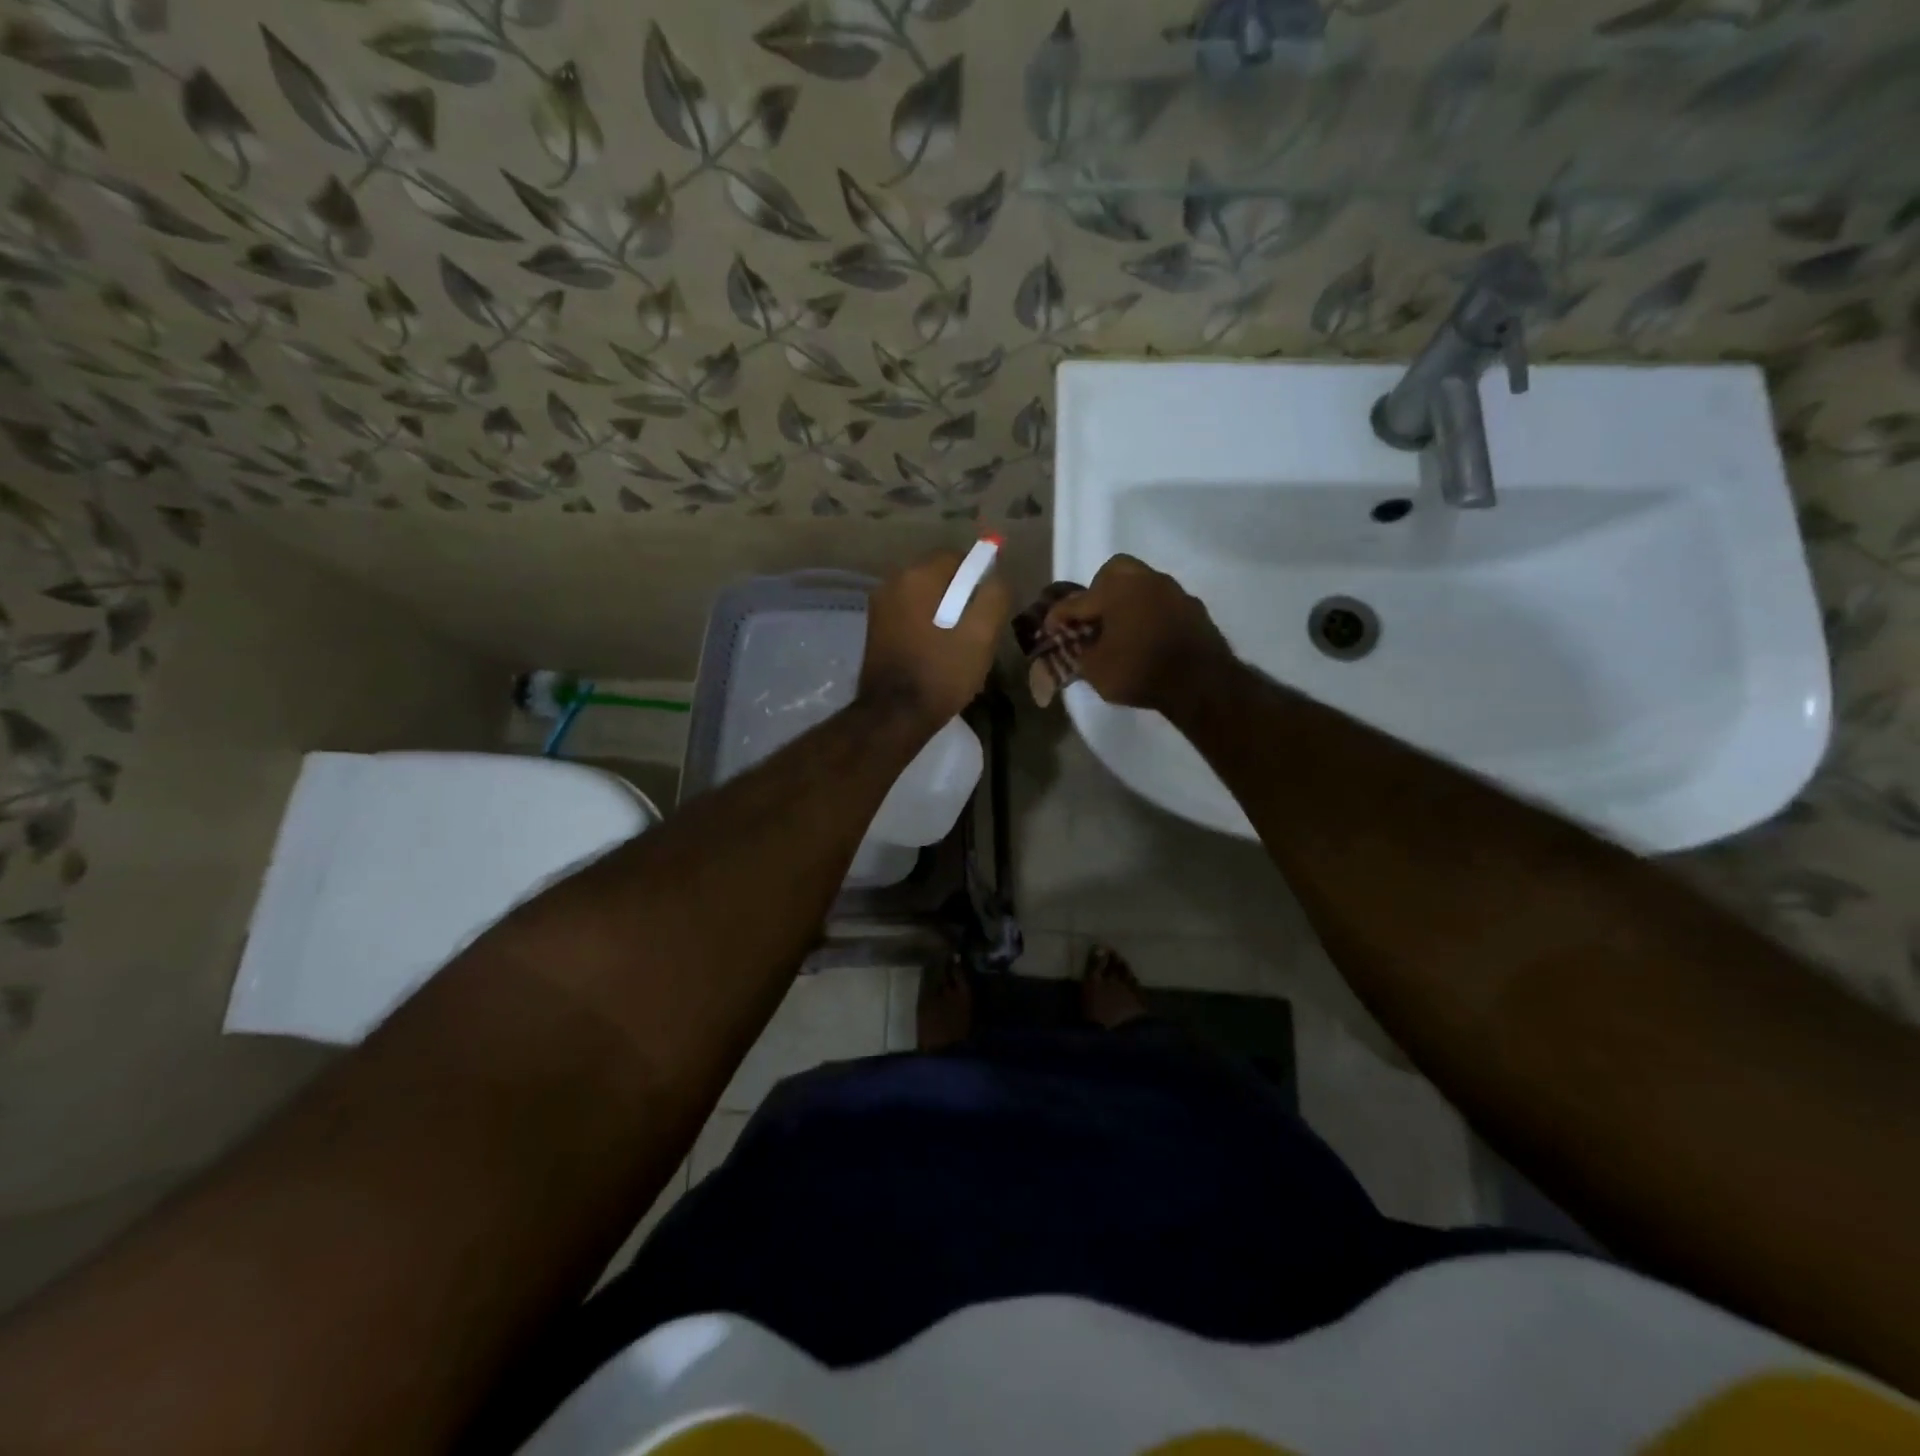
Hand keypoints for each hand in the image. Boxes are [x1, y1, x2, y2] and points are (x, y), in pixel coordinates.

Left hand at [859, 549, 1008, 729]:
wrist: (894, 716)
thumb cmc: (941, 673)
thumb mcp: (981, 635)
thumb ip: (994, 596)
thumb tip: (997, 577)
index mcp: (917, 576)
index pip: (958, 557)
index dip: (980, 578)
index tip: (990, 609)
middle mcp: (892, 582)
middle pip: (940, 577)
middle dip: (962, 597)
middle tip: (978, 632)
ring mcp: (880, 606)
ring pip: (926, 597)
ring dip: (946, 613)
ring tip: (960, 647)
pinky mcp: (876, 629)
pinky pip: (911, 614)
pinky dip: (928, 625)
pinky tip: (938, 653)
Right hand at [1043, 554, 1233, 712]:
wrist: (1202, 683)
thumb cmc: (1140, 672)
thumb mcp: (1096, 671)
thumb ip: (1080, 653)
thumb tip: (1079, 646)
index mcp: (1114, 590)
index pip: (1075, 602)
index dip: (1057, 618)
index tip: (1048, 630)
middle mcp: (1144, 580)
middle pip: (1113, 572)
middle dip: (1098, 590)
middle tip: (1093, 617)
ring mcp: (1173, 591)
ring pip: (1142, 583)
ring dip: (1127, 600)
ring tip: (1121, 627)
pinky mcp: (1193, 608)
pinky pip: (1163, 603)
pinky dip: (1150, 613)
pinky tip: (1148, 635)